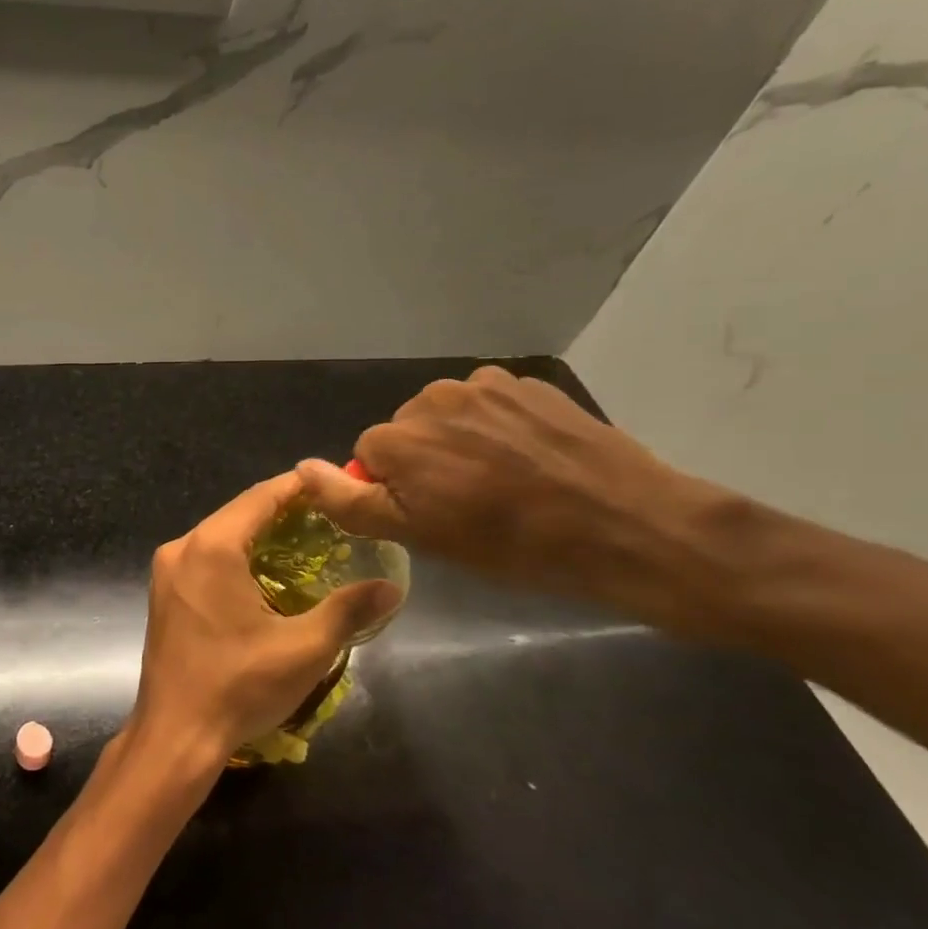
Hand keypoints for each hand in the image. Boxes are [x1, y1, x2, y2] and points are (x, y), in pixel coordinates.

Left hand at [128, 472, 403, 770]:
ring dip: (259, 534)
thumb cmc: (239, 686)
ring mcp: (167, 571)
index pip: (260, 497)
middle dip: (282, 510)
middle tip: (329, 514)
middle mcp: (182, 548)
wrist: (175, 734)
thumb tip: (393, 586)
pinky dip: (237, 556)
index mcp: (211, 547)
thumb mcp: (304, 648)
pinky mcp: (164, 593)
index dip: (299, 486)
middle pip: (238, 513)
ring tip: (306, 540)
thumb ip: (349, 609)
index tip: (334, 483)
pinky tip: (266, 573)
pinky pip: (205, 558)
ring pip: (220, 535)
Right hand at [295, 367, 721, 617]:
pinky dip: (498, 428)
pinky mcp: (529, 384)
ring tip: (505, 481)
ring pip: (448, 415)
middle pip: (407, 430)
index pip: (369, 456)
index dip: (396, 489)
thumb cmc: (513, 544)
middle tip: (470, 503)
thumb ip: (350, 501)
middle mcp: (433, 397)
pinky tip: (531, 459)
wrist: (627, 525)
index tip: (433, 516)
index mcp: (400, 437)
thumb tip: (300, 468)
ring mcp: (486, 384)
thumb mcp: (420, 536)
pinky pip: (491, 404)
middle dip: (425, 460)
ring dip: (461, 442)